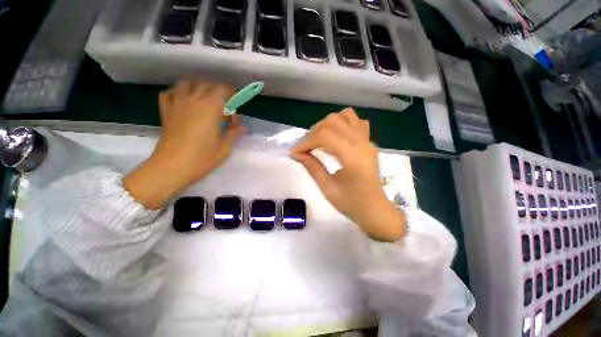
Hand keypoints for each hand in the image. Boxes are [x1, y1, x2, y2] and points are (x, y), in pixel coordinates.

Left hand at [124, 81, 245, 209]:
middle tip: (224, 106)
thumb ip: (234, 133)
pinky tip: (183, 100)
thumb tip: (242, 127)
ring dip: (198, 87)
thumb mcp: (224, 147)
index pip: (222, 90)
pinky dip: (177, 92)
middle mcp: (193, 101)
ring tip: (204, 99)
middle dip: (218, 92)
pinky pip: (169, 93)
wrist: (172, 167)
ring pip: (187, 85)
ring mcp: (177, 104)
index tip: (236, 103)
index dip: (231, 93)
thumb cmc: (202, 158)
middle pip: (206, 85)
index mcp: (210, 108)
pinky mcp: (166, 112)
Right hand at [291, 108, 405, 241]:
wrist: (375, 209)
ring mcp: (368, 141)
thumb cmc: (352, 203)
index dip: (306, 142)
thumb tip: (297, 154)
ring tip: (320, 138)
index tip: (295, 152)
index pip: (325, 136)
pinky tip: (337, 136)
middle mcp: (362, 143)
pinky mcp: (369, 143)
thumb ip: (312, 167)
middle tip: (306, 147)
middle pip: (333, 121)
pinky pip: (357, 122)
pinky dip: (344, 123)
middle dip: (314, 132)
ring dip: (328, 124)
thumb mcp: (328, 188)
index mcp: (353, 157)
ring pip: (346, 116)